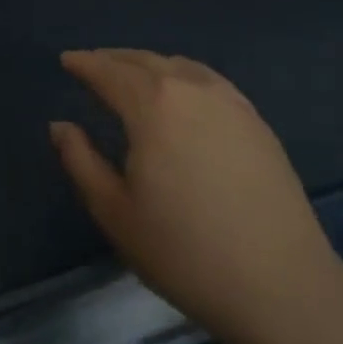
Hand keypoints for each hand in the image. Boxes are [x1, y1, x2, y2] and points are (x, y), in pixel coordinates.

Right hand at [51, 49, 342, 343]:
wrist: (281, 285)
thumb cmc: (185, 253)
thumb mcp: (116, 213)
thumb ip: (81, 162)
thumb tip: (61, 126)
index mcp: (152, 105)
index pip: (109, 71)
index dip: (84, 63)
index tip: (67, 60)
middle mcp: (191, 88)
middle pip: (144, 60)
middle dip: (114, 59)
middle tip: (93, 65)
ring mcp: (230, 101)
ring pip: (179, 66)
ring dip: (149, 65)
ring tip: (132, 77)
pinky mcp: (256, 120)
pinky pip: (208, 81)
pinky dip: (183, 76)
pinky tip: (182, 95)